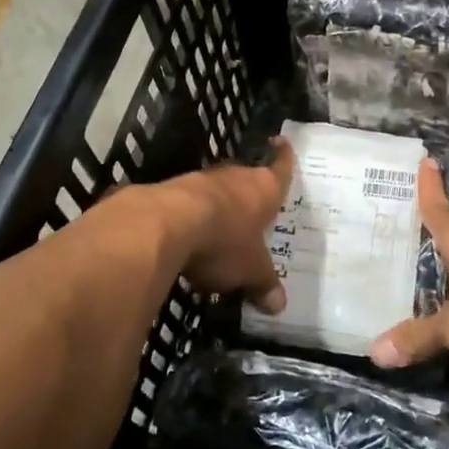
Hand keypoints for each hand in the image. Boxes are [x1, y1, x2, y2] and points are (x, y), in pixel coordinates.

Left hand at [152, 140, 294, 313]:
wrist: (164, 225)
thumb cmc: (223, 242)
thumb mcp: (250, 270)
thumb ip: (264, 284)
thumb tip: (279, 306)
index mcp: (264, 189)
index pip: (280, 167)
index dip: (284, 157)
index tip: (282, 141)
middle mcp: (236, 177)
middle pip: (248, 178)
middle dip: (251, 191)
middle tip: (257, 204)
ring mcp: (201, 181)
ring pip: (218, 189)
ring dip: (220, 204)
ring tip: (224, 223)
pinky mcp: (171, 191)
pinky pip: (190, 202)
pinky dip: (194, 215)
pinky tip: (191, 234)